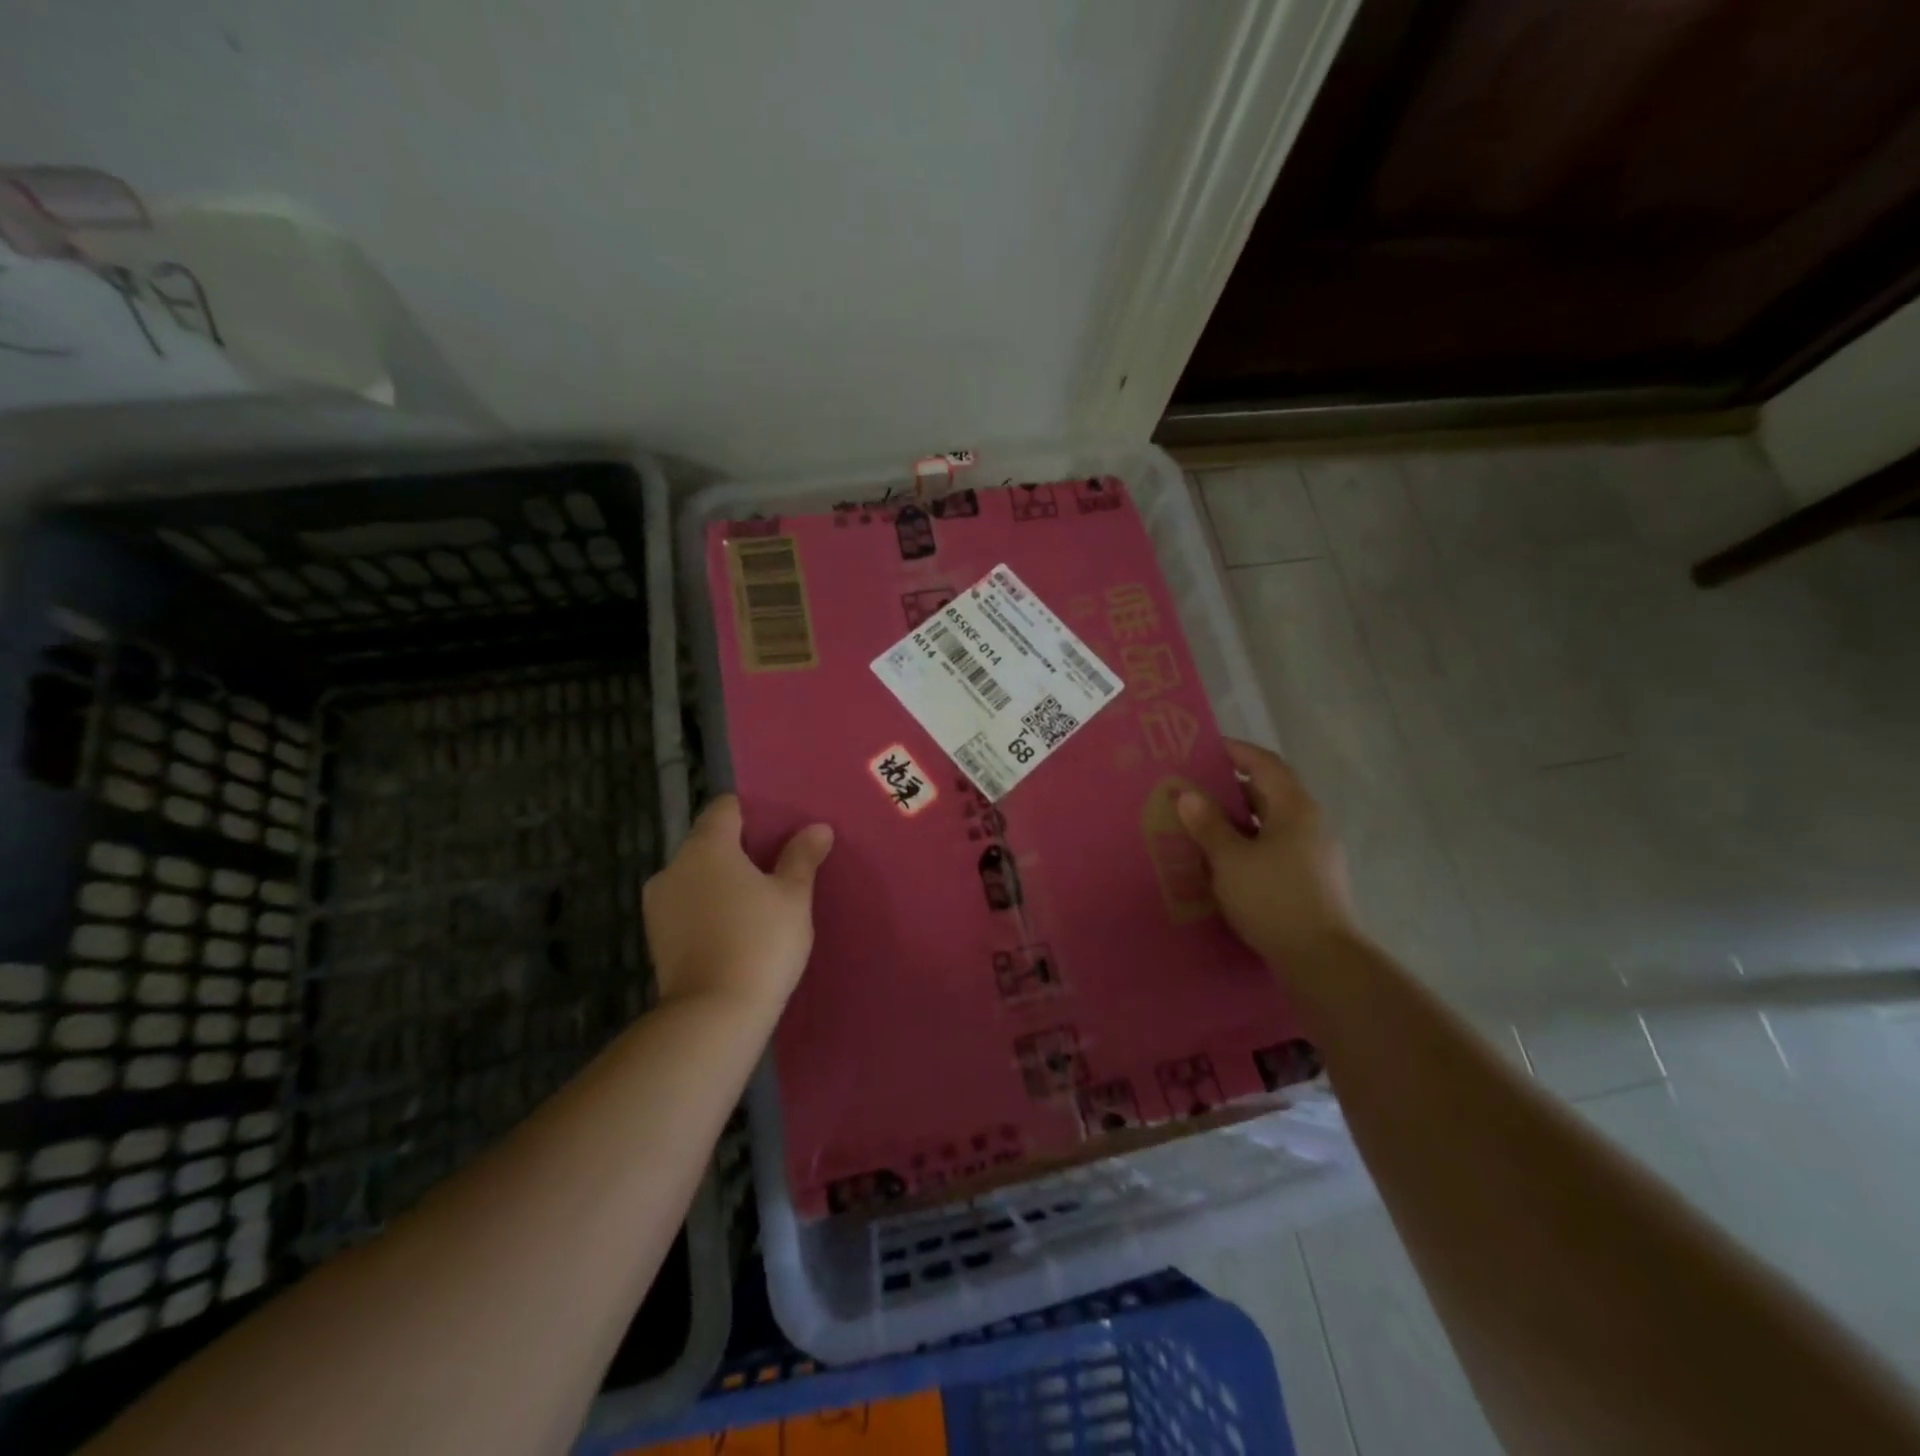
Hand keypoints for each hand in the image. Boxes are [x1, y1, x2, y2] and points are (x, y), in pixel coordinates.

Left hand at [642, 795, 833, 1013]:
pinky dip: (707, 907)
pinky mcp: (655, 937)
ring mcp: (658, 904)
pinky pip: (686, 905)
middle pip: (708, 841)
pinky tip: (733, 929)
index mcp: (707, 847)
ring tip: (755, 903)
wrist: (713, 1015)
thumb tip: (817, 828)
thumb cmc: (760, 942)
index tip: (777, 830)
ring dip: (721, 881)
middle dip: (738, 849)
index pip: (725, 808)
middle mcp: (674, 866)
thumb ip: (802, 857)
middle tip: (775, 868)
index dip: (752, 812)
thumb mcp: (793, 897)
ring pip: (695, 875)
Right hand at [1176, 740, 1356, 962]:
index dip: (1235, 752)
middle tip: (1192, 792)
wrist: (1322, 960)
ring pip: (1270, 825)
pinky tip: (1224, 865)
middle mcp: (1310, 823)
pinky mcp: (1312, 880)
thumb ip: (1208, 824)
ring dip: (1237, 822)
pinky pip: (1275, 849)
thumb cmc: (1274, 899)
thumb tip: (1188, 794)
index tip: (1204, 750)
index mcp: (1295, 808)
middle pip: (1268, 794)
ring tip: (1201, 828)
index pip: (1265, 764)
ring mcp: (1315, 854)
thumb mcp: (1230, 859)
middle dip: (1229, 790)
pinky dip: (1249, 847)